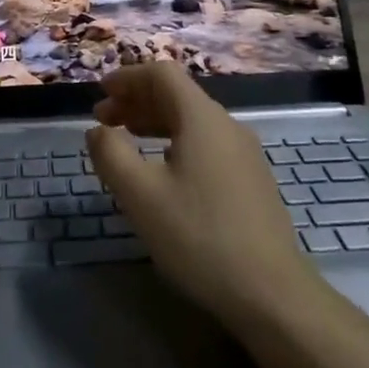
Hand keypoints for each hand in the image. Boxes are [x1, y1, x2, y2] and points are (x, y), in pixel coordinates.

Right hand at [87, 64, 318, 332]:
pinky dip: (174, 143)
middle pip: (178, 96)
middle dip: (136, 101)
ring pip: (192, 122)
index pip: (162, 74)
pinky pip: (206, 145)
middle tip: (102, 121)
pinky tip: (162, 172)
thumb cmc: (199, 236)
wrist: (270, 292)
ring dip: (154, 123)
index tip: (99, 95)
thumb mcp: (140, 195)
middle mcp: (227, 126)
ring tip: (126, 141)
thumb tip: (97, 130)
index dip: (127, 77)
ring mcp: (245, 154)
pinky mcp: (251, 181)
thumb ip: (111, 154)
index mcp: (202, 119)